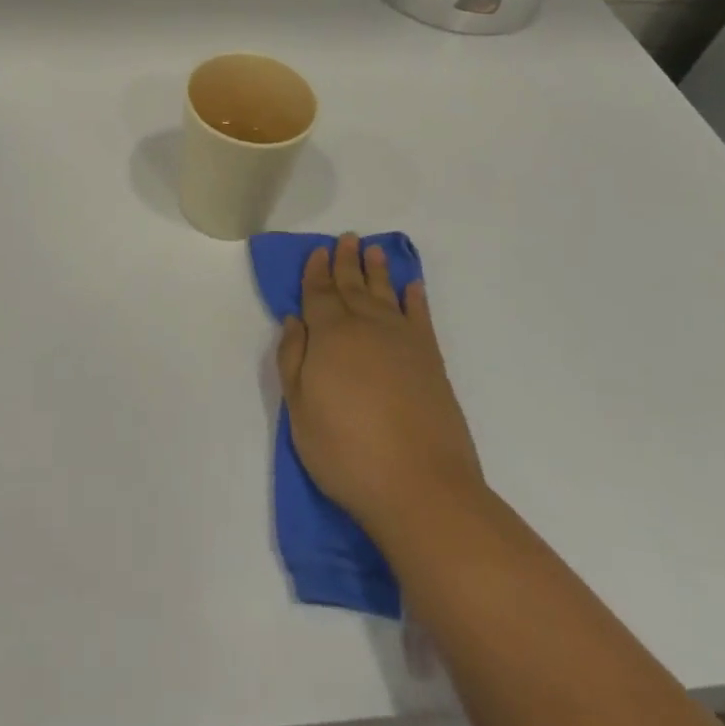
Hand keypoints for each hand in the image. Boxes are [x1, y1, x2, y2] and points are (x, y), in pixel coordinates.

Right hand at [277, 235, 483, 545]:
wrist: (420, 486)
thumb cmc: (346, 451)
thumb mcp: (299, 410)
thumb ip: (293, 360)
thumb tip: (295, 320)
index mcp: (330, 334)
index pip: (319, 293)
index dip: (316, 271)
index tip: (317, 252)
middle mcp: (367, 326)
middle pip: (353, 286)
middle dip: (346, 261)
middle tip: (346, 238)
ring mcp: (403, 341)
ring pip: (386, 293)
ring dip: (378, 270)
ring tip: (373, 250)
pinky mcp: (431, 360)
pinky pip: (421, 316)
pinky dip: (416, 298)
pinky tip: (412, 287)